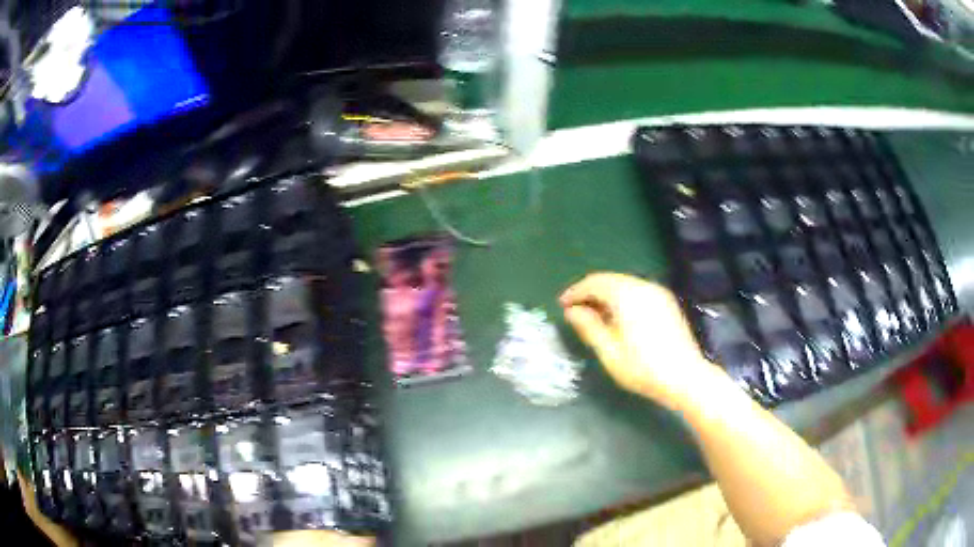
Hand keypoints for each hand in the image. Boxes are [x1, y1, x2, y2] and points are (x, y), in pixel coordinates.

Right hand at [560, 273, 724, 409]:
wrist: (685, 377)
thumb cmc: (643, 368)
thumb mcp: (609, 351)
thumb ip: (589, 327)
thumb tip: (572, 311)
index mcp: (626, 295)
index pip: (594, 283)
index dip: (575, 292)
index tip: (562, 304)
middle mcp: (643, 286)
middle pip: (610, 280)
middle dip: (590, 292)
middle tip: (575, 310)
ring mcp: (657, 293)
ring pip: (624, 284)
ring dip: (606, 295)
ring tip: (593, 315)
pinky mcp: (666, 302)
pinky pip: (637, 292)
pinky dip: (622, 298)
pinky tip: (617, 317)